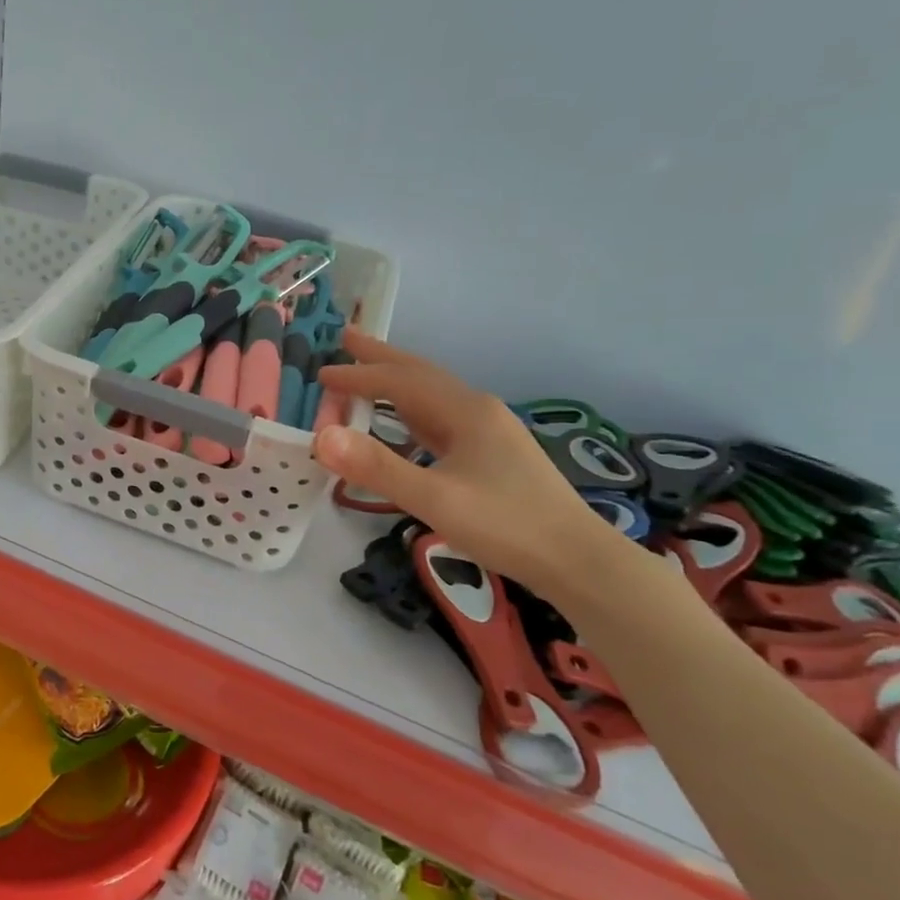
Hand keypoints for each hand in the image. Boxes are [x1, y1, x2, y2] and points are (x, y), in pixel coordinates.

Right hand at [313, 326, 622, 597]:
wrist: (578, 561)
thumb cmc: (506, 525)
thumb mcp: (435, 499)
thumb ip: (377, 467)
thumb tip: (321, 437)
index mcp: (465, 412)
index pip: (400, 382)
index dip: (358, 376)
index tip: (320, 373)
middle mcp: (477, 411)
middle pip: (420, 375)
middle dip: (381, 358)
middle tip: (345, 338)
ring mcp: (488, 432)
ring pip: (432, 395)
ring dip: (396, 382)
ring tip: (367, 375)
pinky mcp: (493, 454)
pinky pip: (441, 419)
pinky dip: (412, 410)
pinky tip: (407, 425)